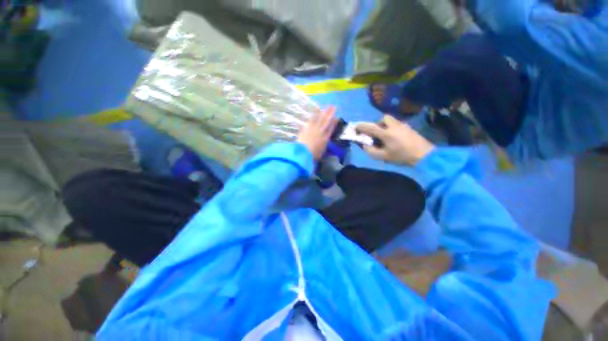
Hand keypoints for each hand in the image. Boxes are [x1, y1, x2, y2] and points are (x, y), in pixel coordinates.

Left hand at [297, 107, 337, 159]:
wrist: (303, 153)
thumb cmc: (312, 155)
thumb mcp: (321, 152)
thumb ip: (323, 146)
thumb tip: (325, 141)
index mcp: (325, 139)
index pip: (331, 129)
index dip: (334, 123)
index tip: (337, 118)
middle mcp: (320, 132)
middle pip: (326, 121)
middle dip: (330, 114)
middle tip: (334, 107)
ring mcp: (312, 128)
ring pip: (319, 118)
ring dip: (323, 112)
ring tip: (327, 107)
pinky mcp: (305, 127)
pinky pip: (311, 119)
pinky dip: (314, 115)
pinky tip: (316, 111)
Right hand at [356, 115, 434, 165]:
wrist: (425, 155)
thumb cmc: (402, 156)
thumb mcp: (384, 157)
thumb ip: (372, 151)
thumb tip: (365, 146)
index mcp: (386, 133)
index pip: (371, 127)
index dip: (362, 126)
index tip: (355, 126)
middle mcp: (394, 126)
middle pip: (383, 118)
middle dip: (377, 124)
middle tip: (376, 133)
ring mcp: (403, 125)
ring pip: (391, 120)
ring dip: (385, 125)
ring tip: (386, 136)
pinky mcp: (409, 128)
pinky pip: (397, 124)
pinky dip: (392, 128)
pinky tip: (395, 138)